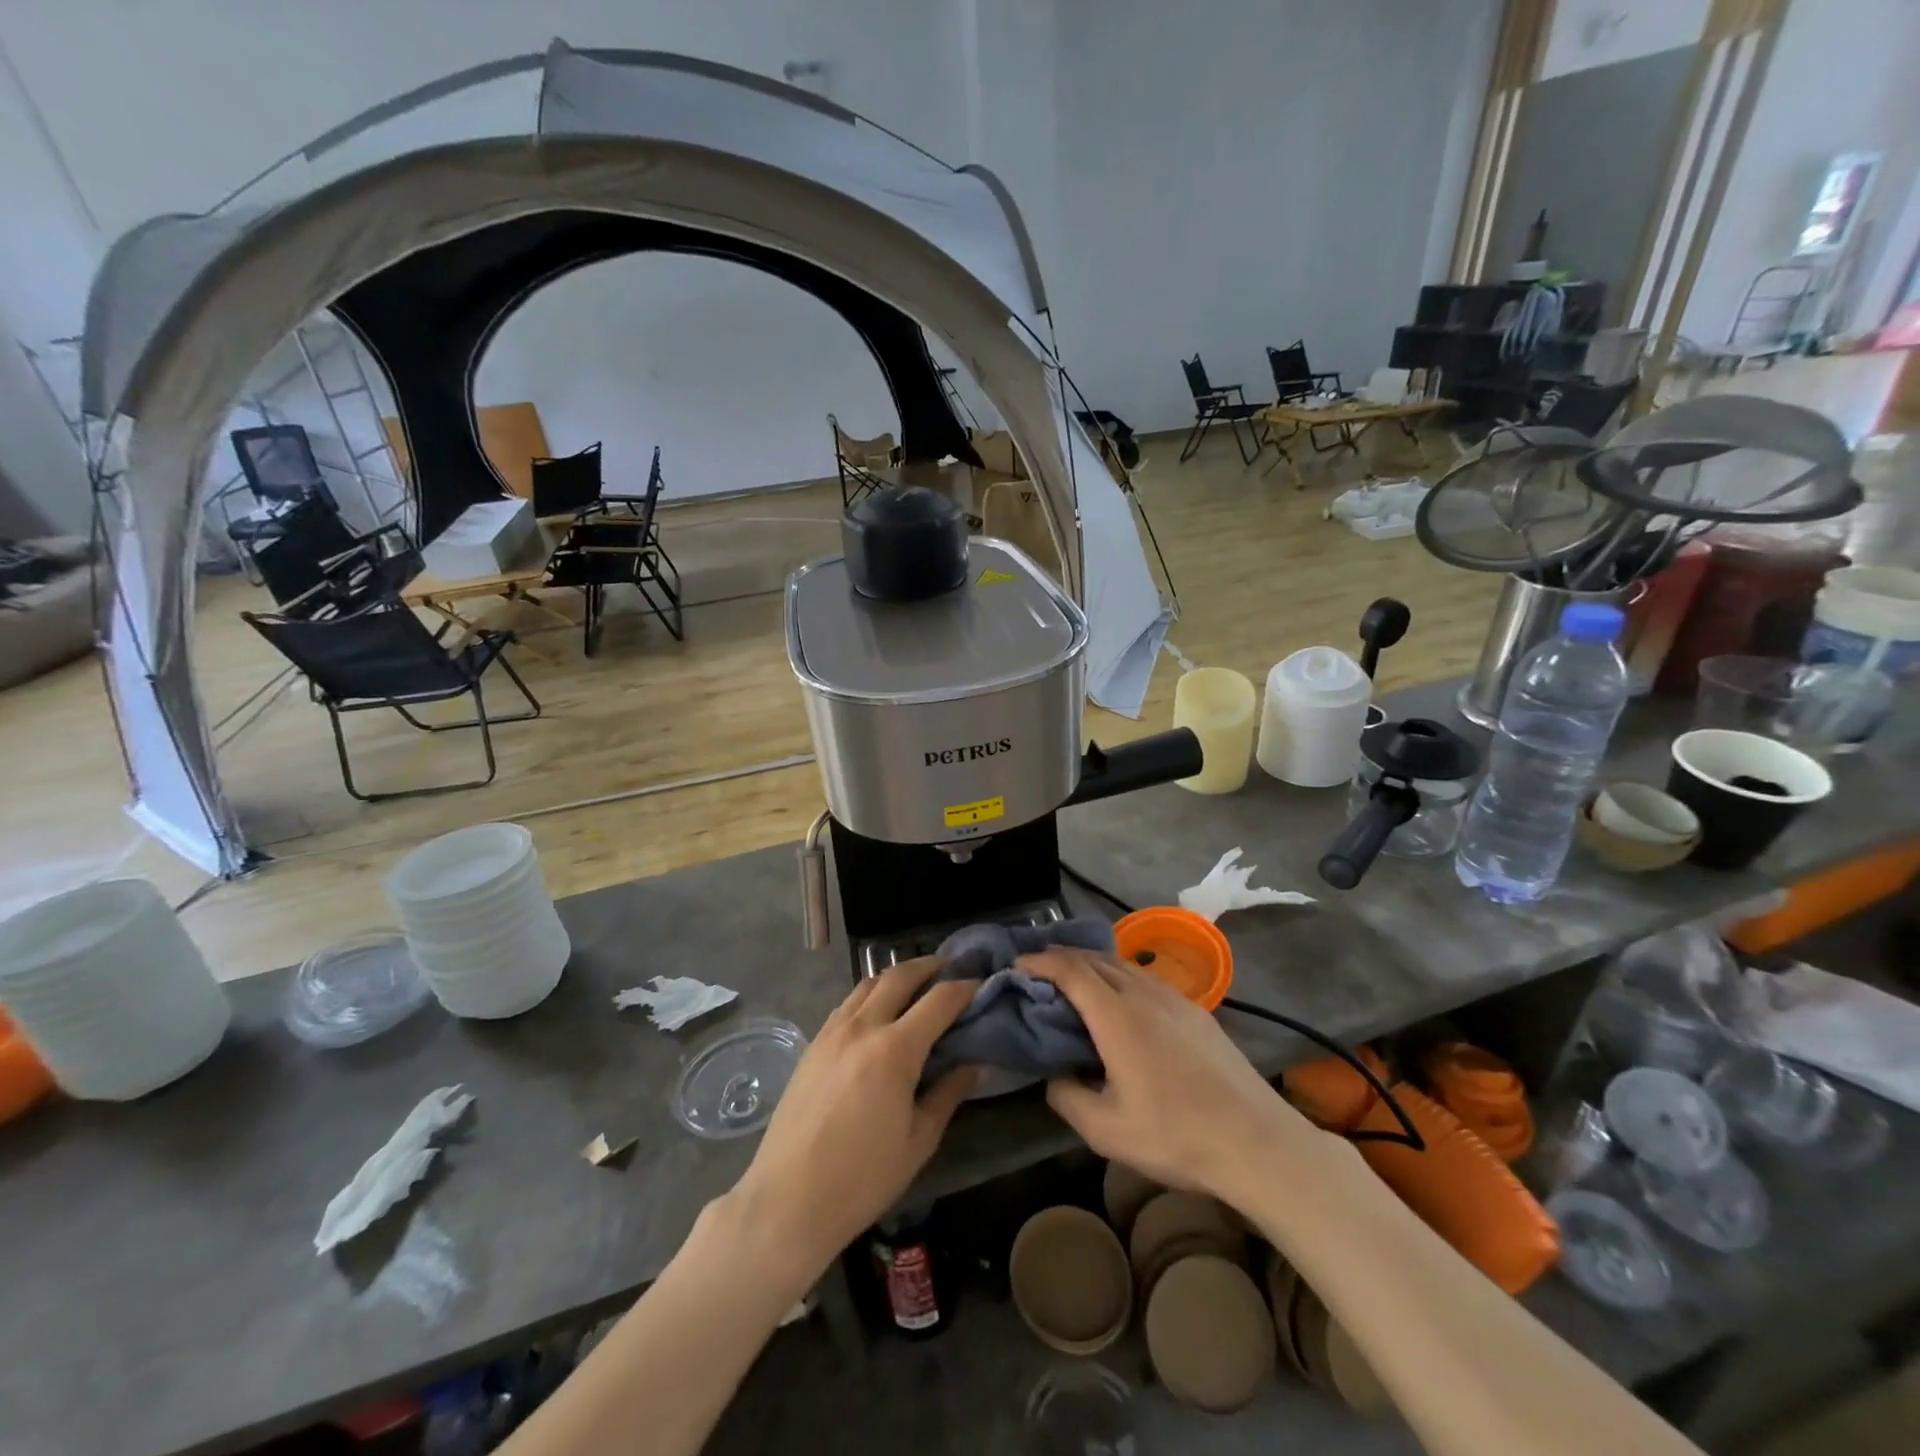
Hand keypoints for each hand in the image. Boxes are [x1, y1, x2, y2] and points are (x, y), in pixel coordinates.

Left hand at [722, 960, 977, 1291]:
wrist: (788, 1200)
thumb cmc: (862, 1178)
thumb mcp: (918, 1141)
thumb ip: (948, 1094)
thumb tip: (972, 1064)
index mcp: (894, 1050)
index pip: (938, 1000)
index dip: (964, 988)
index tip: (980, 984)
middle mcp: (862, 1028)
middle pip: (898, 976)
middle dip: (928, 966)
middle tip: (948, 968)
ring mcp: (832, 1033)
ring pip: (868, 984)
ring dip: (895, 975)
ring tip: (915, 985)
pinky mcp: (812, 1045)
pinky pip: (847, 1004)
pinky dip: (869, 995)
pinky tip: (877, 1013)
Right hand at [1022, 949, 1309, 1202]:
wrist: (1256, 1141)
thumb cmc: (1175, 1135)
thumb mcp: (1106, 1131)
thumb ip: (1067, 1097)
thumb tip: (1054, 1075)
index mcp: (1116, 1016)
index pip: (1069, 970)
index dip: (1039, 961)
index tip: (1016, 964)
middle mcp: (1143, 993)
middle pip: (1094, 958)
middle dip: (1061, 956)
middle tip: (1037, 970)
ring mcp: (1174, 998)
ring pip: (1122, 965)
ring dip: (1092, 964)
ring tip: (1074, 980)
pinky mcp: (1196, 1011)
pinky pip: (1146, 979)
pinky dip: (1119, 977)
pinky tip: (1122, 1002)